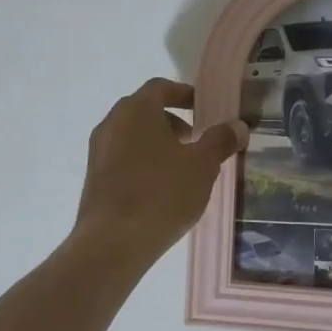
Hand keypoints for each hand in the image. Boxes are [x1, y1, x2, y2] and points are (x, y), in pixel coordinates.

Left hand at [71, 78, 247, 264]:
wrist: (112, 243)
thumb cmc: (161, 193)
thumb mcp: (202, 166)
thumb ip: (220, 141)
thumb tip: (238, 126)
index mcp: (136, 110)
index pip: (161, 87)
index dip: (184, 94)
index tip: (204, 108)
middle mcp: (112, 123)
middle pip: (145, 110)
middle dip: (172, 121)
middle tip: (196, 139)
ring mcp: (98, 151)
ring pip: (132, 135)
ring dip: (157, 143)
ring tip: (182, 168)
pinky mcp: (94, 178)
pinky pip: (122, 158)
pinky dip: (143, 162)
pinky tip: (161, 189)